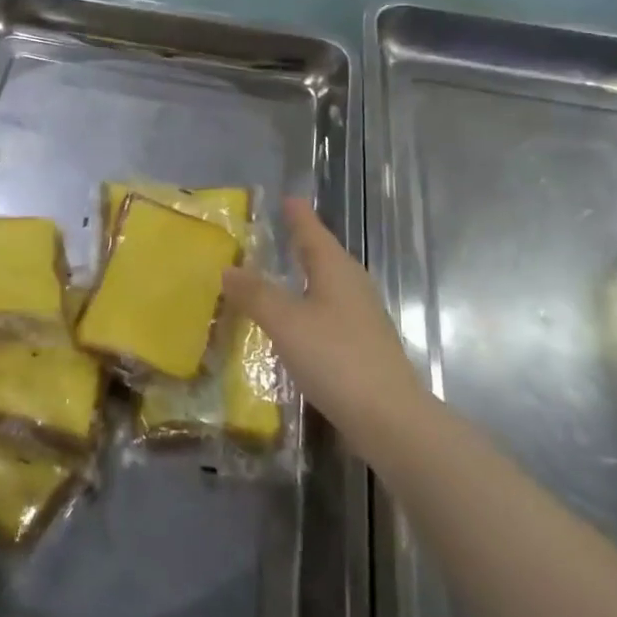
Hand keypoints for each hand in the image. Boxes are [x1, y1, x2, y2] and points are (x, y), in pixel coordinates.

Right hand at [222, 198, 423, 459]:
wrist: (389, 418)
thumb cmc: (335, 358)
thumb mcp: (285, 322)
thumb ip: (255, 294)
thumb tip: (227, 268)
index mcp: (336, 269)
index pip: (312, 231)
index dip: (298, 215)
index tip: (287, 198)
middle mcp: (352, 285)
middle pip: (324, 254)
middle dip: (302, 242)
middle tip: (279, 230)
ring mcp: (362, 316)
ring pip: (329, 284)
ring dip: (306, 275)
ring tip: (282, 272)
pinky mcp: (364, 345)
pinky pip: (331, 310)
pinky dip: (310, 304)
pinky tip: (299, 321)